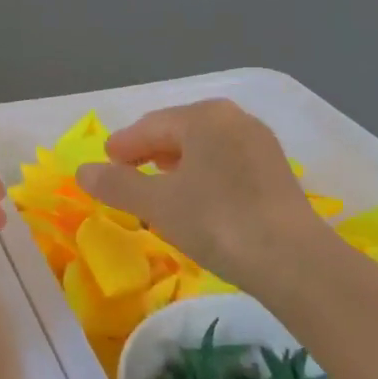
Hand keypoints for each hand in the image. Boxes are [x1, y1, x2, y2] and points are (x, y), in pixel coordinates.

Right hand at [74, 100, 324, 286]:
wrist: (295, 262)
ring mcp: (260, 144)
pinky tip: (198, 199)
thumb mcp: (157, 204)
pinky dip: (204, 174)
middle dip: (150, 151)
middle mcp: (233, 119)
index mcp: (203, 116)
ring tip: (160, 188)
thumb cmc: (217, 221)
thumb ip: (117, 185)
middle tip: (129, 174)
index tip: (106, 162)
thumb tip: (82, 172)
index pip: (150, 126)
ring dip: (177, 164)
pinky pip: (226, 162)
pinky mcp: (276, 172)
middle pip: (178, 131)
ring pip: (204, 147)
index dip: (123, 145)